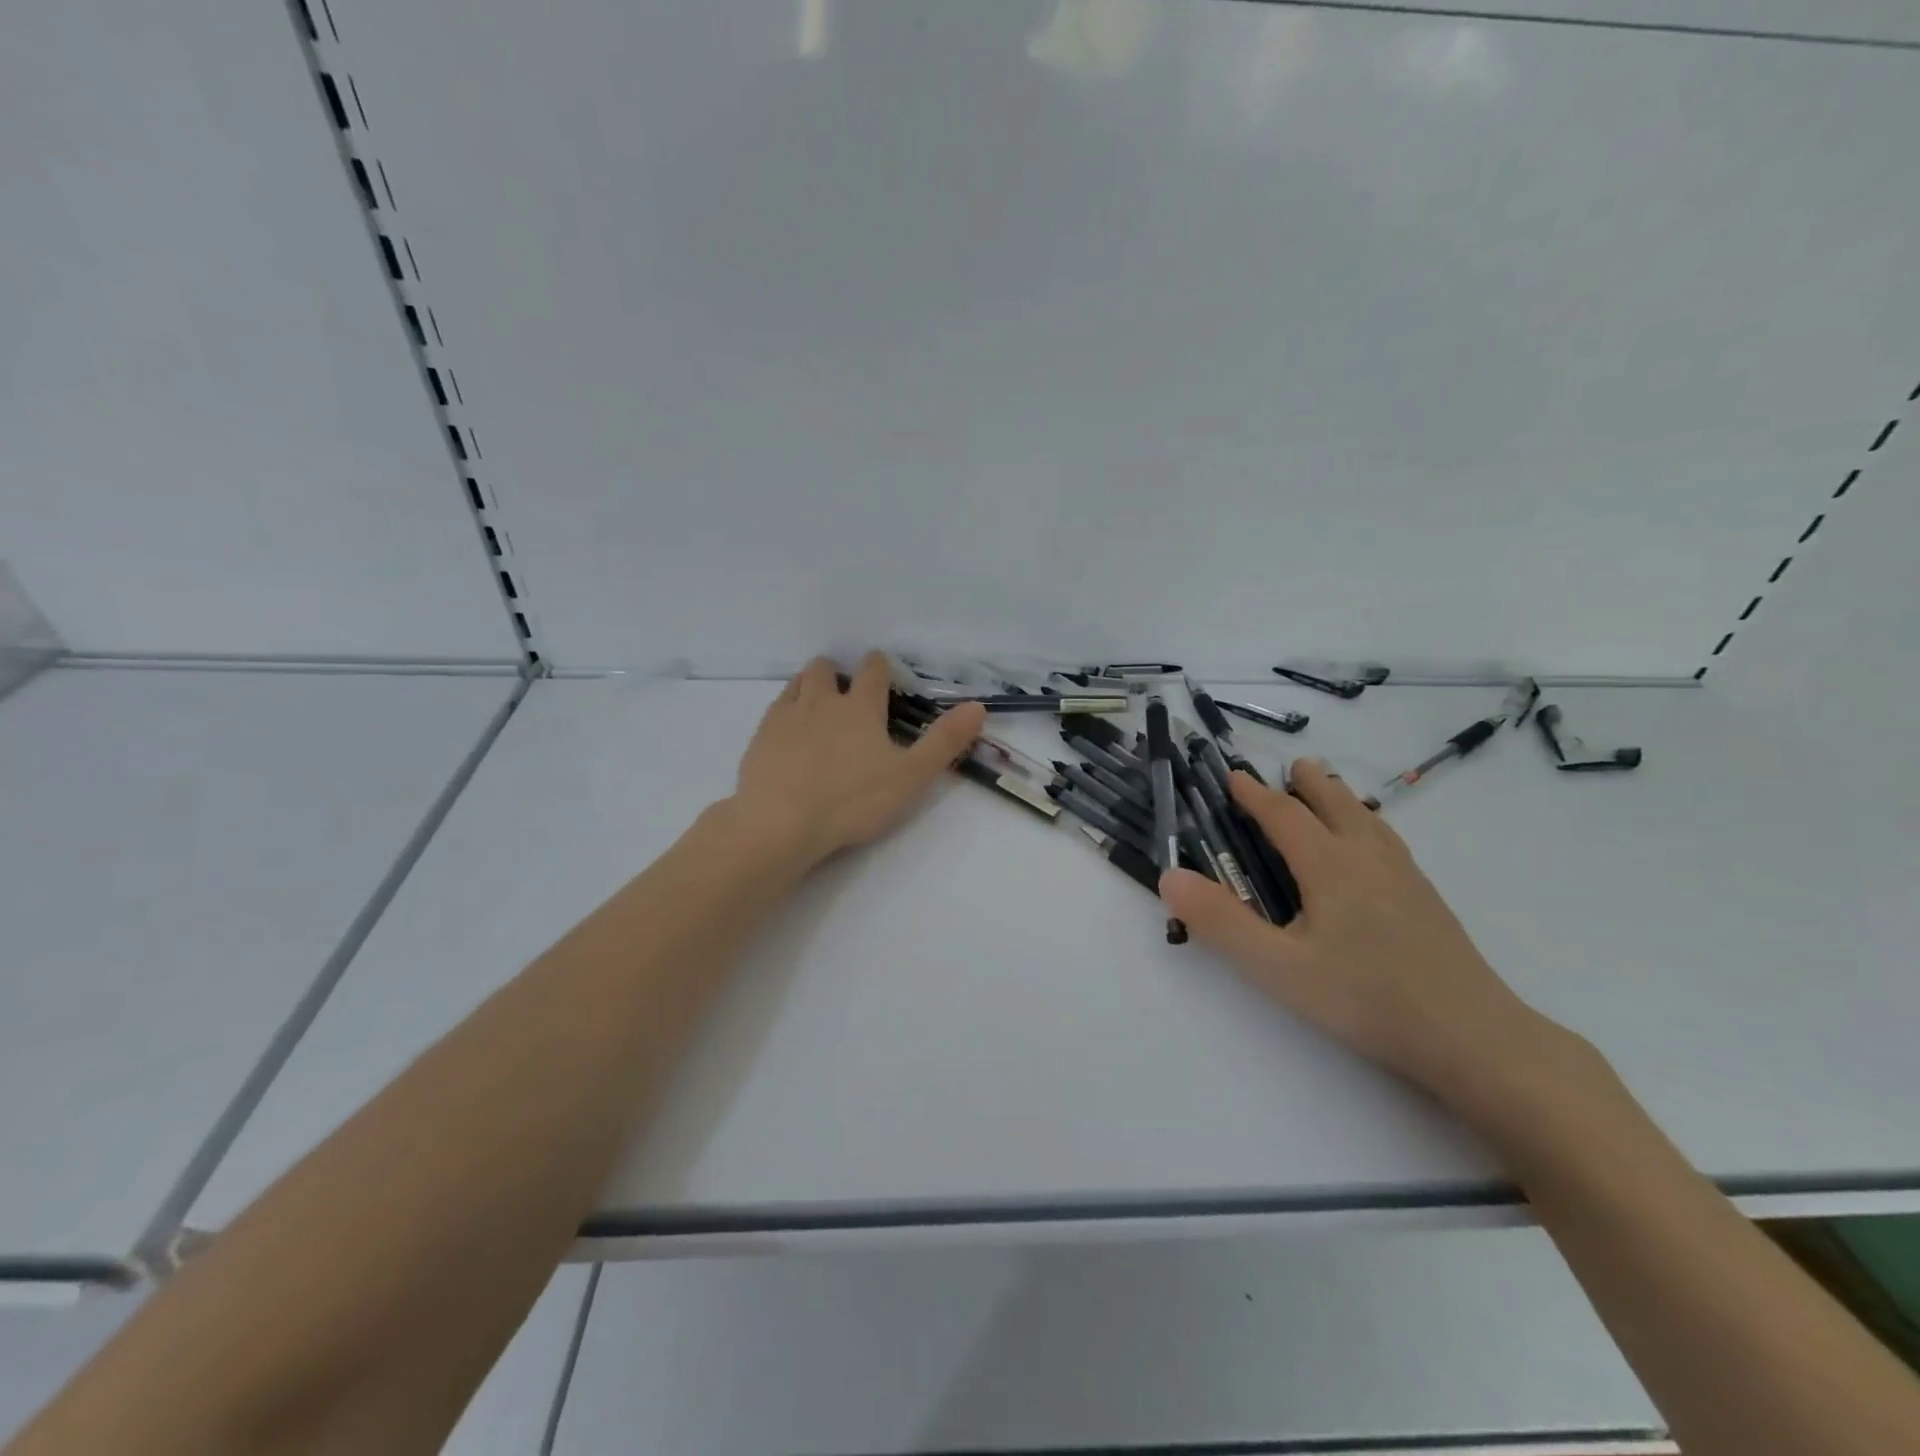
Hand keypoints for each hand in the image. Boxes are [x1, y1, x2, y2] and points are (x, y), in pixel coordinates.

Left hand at [731, 653, 987, 868]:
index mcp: (861, 708)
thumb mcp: (910, 776)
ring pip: (798, 683)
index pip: (873, 671)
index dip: (880, 666)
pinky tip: (788, 731)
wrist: (780, 823)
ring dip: (810, 684)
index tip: (882, 669)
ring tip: (818, 704)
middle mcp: (822, 702)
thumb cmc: (852, 801)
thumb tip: (978, 706)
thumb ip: (944, 742)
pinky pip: (774, 708)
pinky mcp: (760, 737)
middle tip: (846, 692)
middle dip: (837, 673)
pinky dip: (785, 710)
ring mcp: (787, 717)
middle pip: (826, 669)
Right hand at [1160, 759, 1548, 1099]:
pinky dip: (1369, 827)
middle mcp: (1368, 858)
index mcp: (1329, 865)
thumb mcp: (1277, 967)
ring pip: (1369, 822)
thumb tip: (1170, 876)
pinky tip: (1374, 852)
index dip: (1254, 795)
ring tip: (1332, 794)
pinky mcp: (1428, 902)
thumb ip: (1221, 922)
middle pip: (1336, 805)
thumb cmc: (1365, 998)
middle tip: (1295, 767)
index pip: (1284, 815)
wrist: (1474, 1038)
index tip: (1233, 776)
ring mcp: (1405, 878)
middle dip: (1310, 783)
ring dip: (1343, 800)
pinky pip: (1389, 844)